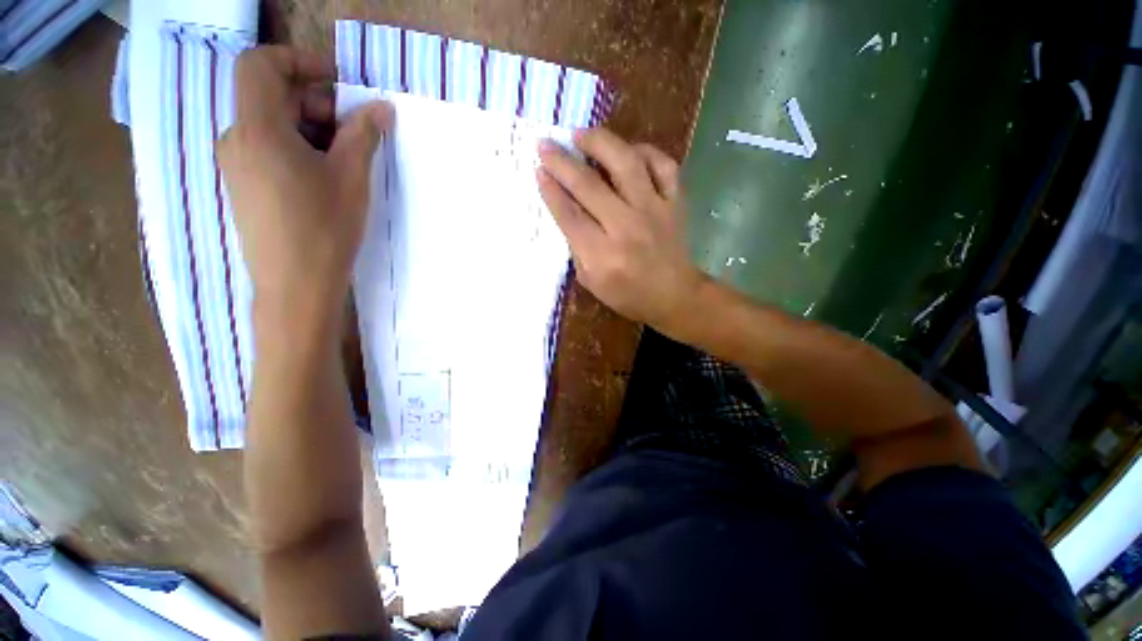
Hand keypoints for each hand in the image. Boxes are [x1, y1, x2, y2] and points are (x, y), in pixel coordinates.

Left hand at [219, 46, 392, 332]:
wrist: (295, 286)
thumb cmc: (324, 229)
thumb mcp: (351, 177)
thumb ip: (363, 134)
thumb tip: (381, 108)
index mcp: (258, 129)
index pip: (261, 64)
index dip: (299, 61)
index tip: (337, 83)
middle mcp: (237, 139)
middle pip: (269, 96)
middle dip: (314, 102)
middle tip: (353, 132)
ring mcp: (237, 165)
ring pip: (271, 125)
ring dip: (310, 129)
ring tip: (344, 161)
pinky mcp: (244, 186)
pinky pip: (267, 150)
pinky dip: (297, 149)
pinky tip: (324, 178)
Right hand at [537, 129, 705, 333]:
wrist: (675, 297)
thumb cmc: (628, 295)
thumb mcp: (591, 282)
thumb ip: (577, 248)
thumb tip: (567, 211)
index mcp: (602, 255)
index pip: (569, 214)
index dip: (551, 190)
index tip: (538, 170)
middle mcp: (626, 227)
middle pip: (588, 185)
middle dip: (561, 162)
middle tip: (545, 145)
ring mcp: (654, 211)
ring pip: (626, 164)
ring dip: (599, 143)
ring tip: (581, 135)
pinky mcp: (675, 203)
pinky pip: (663, 165)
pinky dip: (645, 152)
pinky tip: (628, 151)